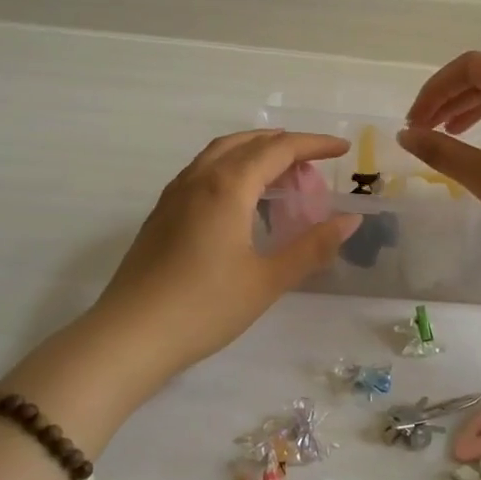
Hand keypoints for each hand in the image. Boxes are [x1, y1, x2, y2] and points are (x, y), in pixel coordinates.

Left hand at [87, 130, 359, 378]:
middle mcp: (199, 179)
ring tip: (281, 172)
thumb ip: (312, 247)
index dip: (314, 144)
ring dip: (255, 151)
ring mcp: (175, 195)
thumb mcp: (268, 280)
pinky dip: (231, 167)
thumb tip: (351, 220)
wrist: (130, 336)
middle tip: (315, 163)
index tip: (343, 148)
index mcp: (228, 186)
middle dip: (285, 145)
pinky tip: (239, 198)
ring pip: (220, 153)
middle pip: (248, 143)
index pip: (279, 149)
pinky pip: (202, 171)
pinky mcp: (161, 214)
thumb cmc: (205, 308)